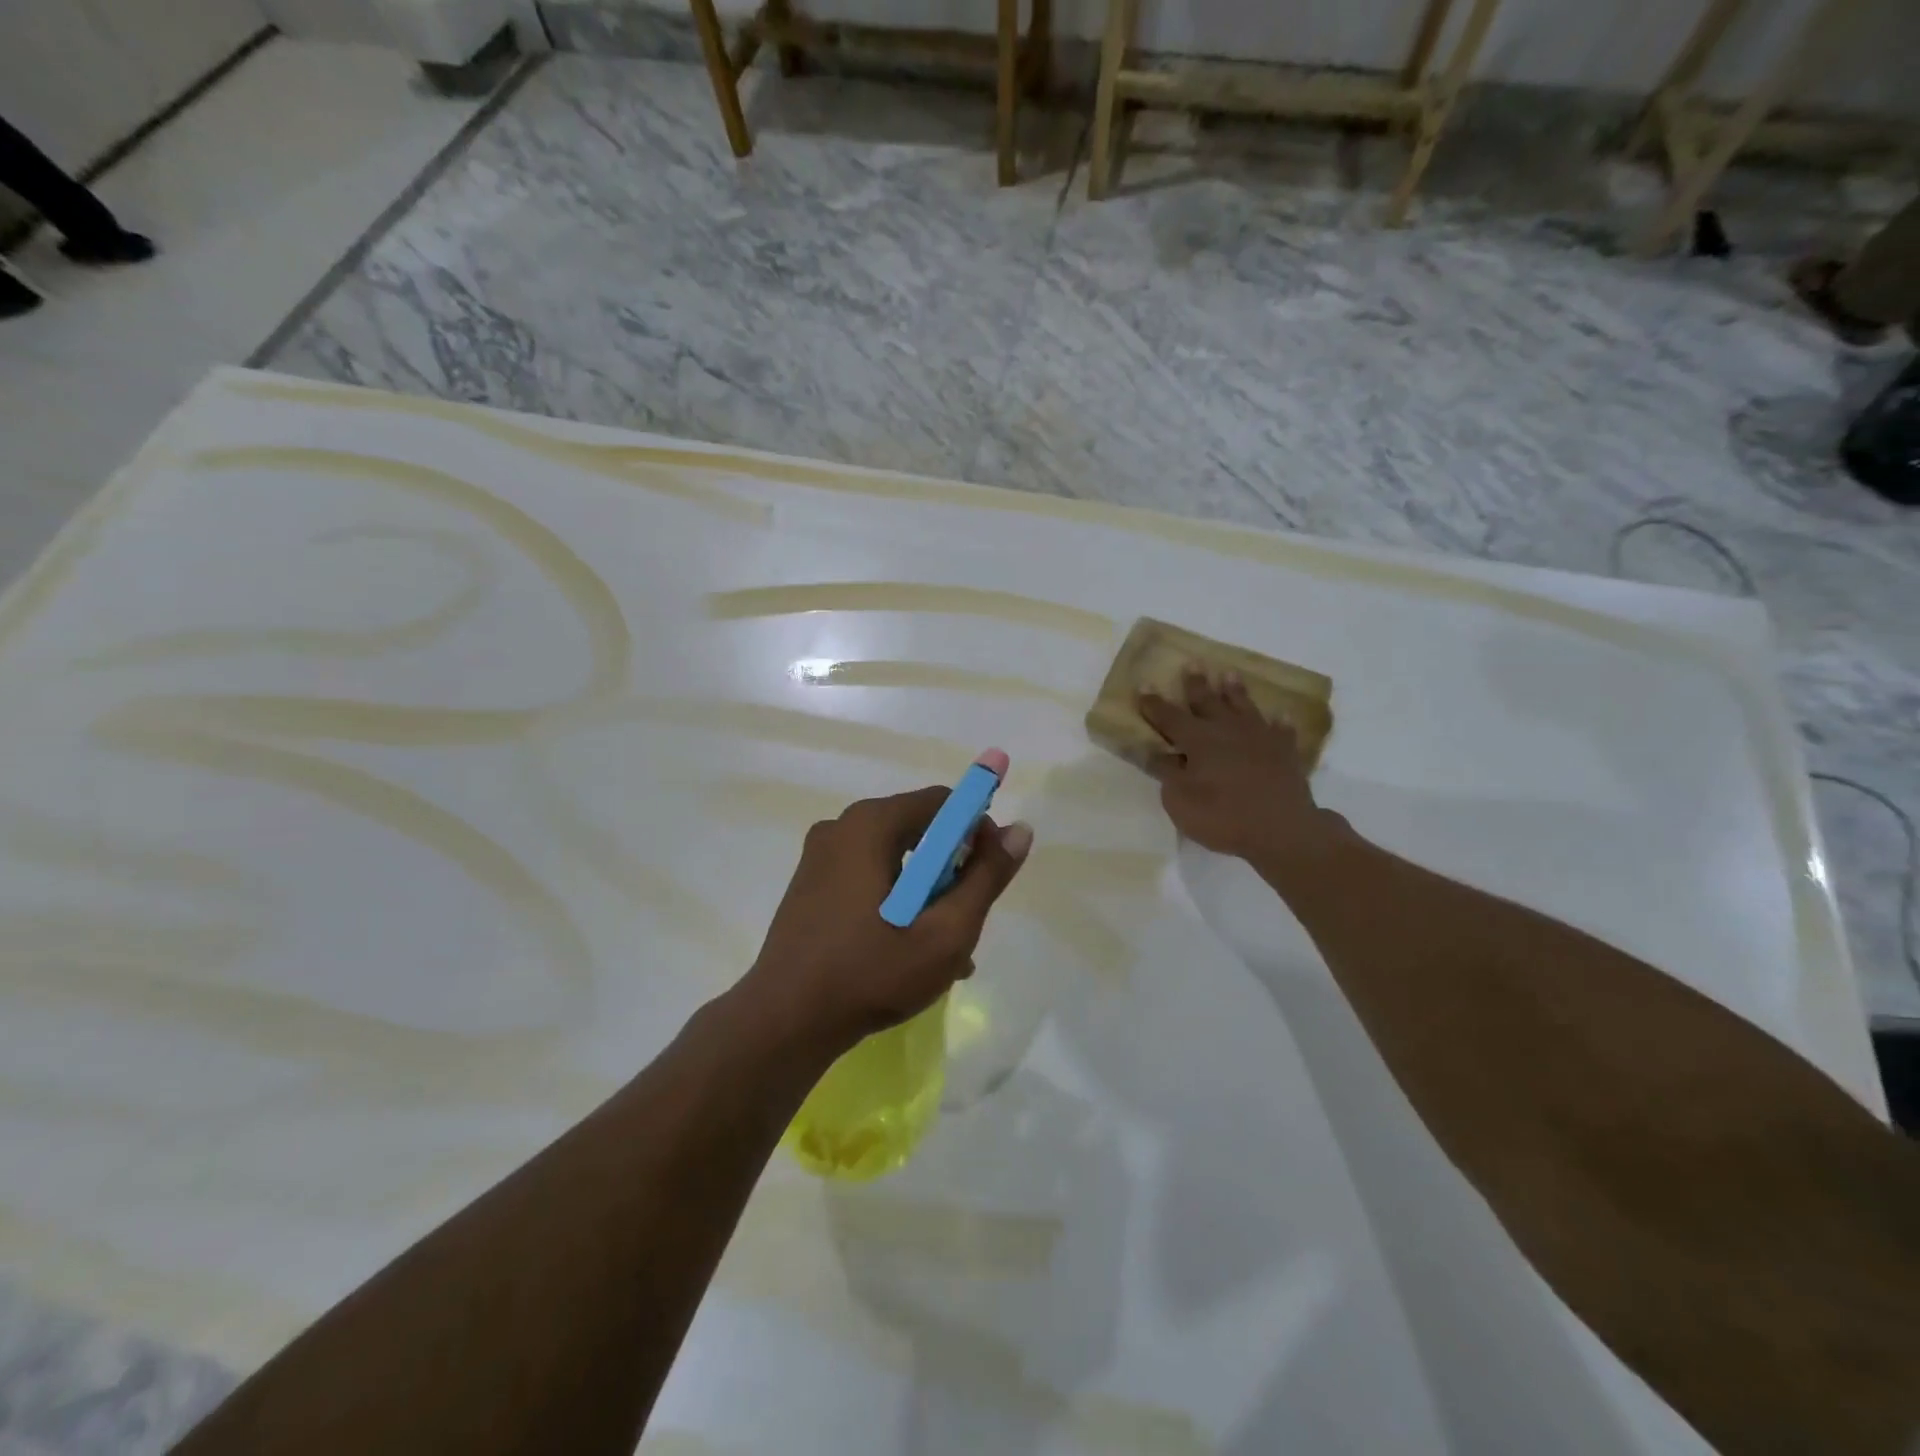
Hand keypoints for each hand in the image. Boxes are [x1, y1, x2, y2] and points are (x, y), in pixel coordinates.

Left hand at [742, 784, 1032, 1058]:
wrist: (785, 1023)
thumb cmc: (871, 972)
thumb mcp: (946, 931)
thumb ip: (986, 877)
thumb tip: (1020, 830)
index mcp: (870, 824)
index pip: (941, 802)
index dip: (977, 829)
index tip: (991, 872)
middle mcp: (841, 828)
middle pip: (917, 829)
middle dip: (952, 868)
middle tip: (967, 916)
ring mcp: (819, 858)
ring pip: (894, 858)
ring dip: (927, 892)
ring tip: (946, 945)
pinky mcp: (809, 886)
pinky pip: (868, 878)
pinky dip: (896, 900)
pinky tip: (911, 949)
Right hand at [1139, 669, 1343, 866]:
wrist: (1281, 828)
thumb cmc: (1222, 816)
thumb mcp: (1180, 800)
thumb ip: (1166, 772)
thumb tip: (1154, 752)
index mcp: (1198, 740)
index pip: (1169, 717)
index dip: (1154, 703)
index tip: (1144, 684)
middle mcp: (1227, 730)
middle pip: (1208, 702)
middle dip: (1196, 684)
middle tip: (1193, 663)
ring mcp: (1259, 738)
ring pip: (1244, 707)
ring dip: (1235, 691)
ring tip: (1229, 674)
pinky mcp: (1285, 752)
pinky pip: (1281, 731)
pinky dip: (1279, 722)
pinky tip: (1280, 715)